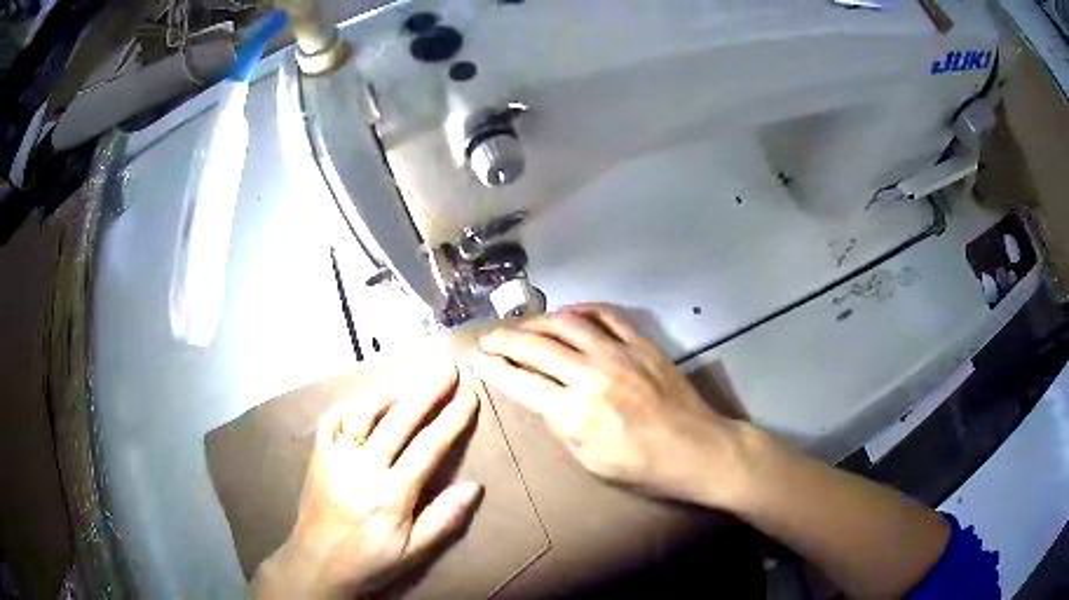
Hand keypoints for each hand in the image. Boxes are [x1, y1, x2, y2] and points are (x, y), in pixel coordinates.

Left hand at [251, 366, 481, 598]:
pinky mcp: (317, 455)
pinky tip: (367, 401)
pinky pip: (332, 419)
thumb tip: (476, 486)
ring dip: (393, 392)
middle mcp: (363, 468)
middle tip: (450, 372)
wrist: (317, 564)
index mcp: (392, 494)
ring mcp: (335, 458)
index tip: (470, 396)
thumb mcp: (414, 552)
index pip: (429, 446)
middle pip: (400, 420)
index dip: (452, 418)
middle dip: (428, 392)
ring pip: (365, 412)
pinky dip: (352, 404)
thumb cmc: (370, 561)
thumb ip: (444, 519)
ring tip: (415, 382)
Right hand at [471, 304, 748, 506]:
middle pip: (537, 347)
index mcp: (576, 413)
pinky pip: (607, 315)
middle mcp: (592, 376)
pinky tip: (568, 313)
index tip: (478, 358)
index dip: (495, 369)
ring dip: (537, 321)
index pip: (522, 383)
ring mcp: (619, 354)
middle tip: (489, 337)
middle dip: (506, 339)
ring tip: (522, 324)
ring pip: (567, 324)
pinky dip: (582, 310)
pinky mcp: (642, 344)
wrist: (697, 449)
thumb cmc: (642, 467)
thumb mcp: (591, 462)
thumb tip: (543, 399)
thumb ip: (562, 427)